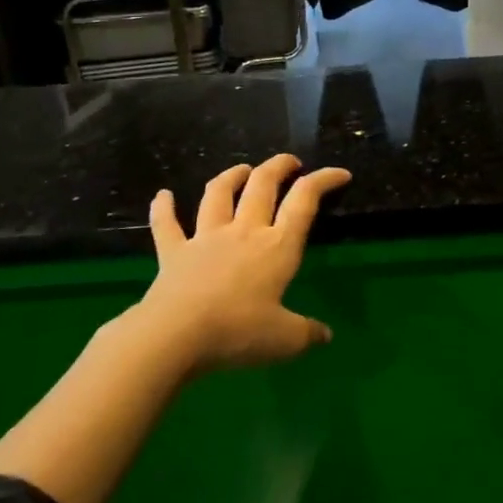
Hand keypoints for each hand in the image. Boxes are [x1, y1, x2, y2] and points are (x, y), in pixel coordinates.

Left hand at [138, 154, 350, 374]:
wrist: (176, 336)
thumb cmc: (238, 333)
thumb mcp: (284, 340)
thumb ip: (307, 333)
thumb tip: (327, 336)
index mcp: (277, 246)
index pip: (304, 201)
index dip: (323, 180)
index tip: (340, 173)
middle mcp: (244, 231)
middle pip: (262, 185)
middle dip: (278, 166)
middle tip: (289, 162)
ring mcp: (206, 238)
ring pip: (219, 194)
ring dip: (231, 176)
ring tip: (242, 169)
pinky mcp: (173, 252)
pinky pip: (167, 224)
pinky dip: (163, 208)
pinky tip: (163, 196)